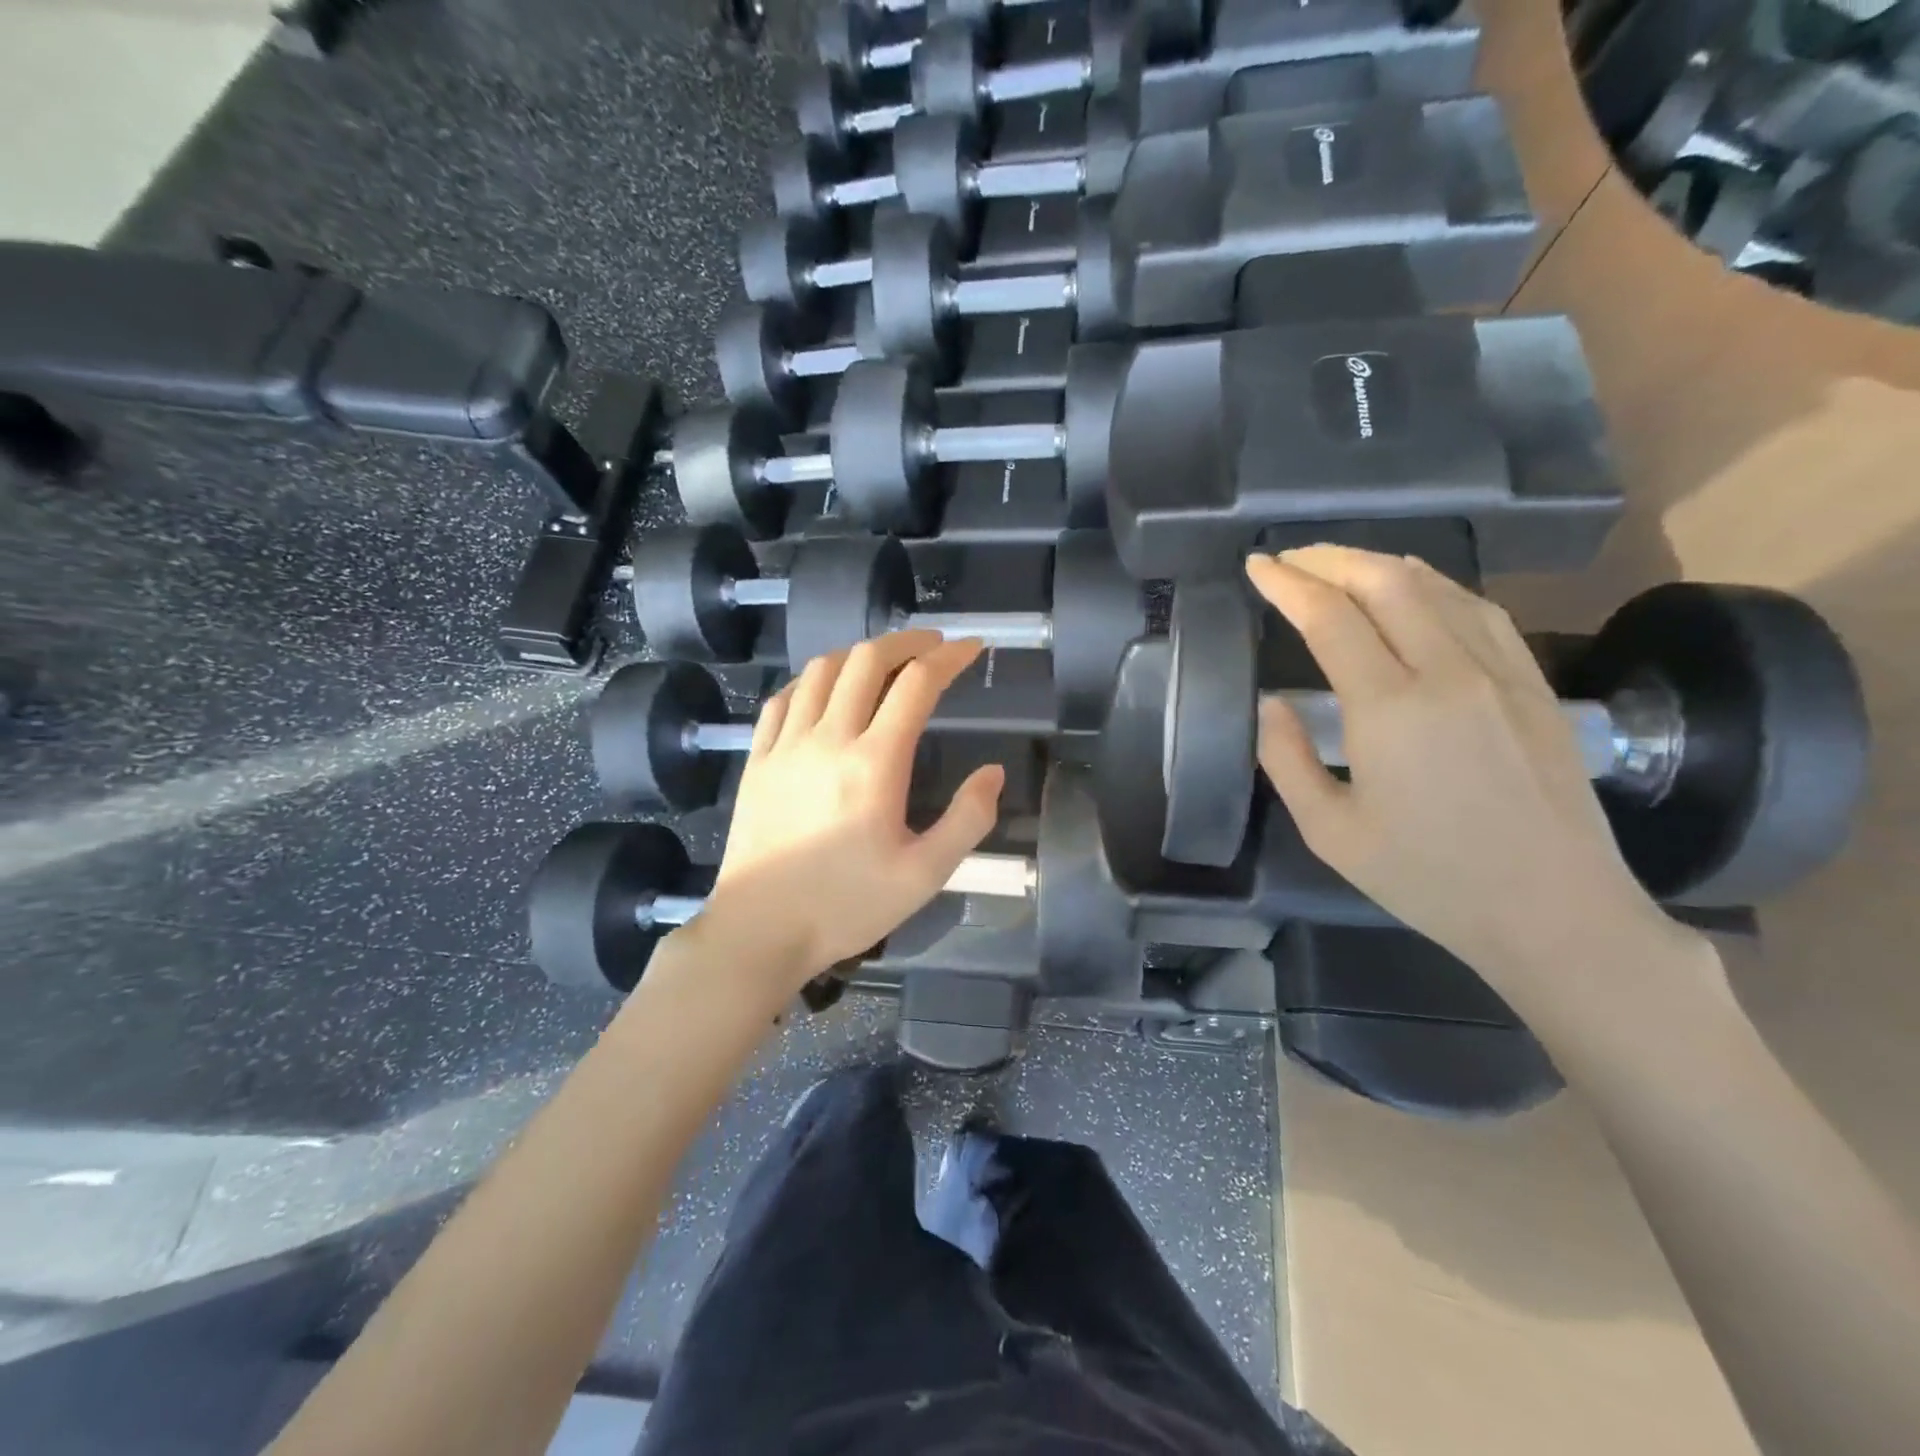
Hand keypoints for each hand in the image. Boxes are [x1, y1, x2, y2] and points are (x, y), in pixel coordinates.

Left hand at [703, 631, 1004, 990]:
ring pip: (821, 670)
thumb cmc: (847, 905)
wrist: (760, 930)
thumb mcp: (925, 875)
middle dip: (906, 641)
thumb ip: (967, 820)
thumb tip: (993, 773)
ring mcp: (785, 745)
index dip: (950, 657)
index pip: (917, 685)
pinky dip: (810, 681)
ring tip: (883, 664)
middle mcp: (828, 738)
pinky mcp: (756, 759)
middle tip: (932, 645)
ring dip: (858, 654)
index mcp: (875, 763)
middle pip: (866, 660)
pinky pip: (782, 699)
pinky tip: (823, 692)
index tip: (973, 648)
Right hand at [1247, 547, 1675, 994]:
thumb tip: (1269, 702)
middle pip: (1385, 583)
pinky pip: (1478, 609)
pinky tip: (1413, 589)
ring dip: (1378, 565)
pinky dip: (1432, 585)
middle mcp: (1448, 672)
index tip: (1256, 566)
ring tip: (1338, 566)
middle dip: (1328, 560)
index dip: (1288, 584)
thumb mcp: (1330, 832)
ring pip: (1435, 586)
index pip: (1330, 618)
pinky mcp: (1533, 683)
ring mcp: (1500, 672)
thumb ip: (1287, 759)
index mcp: (1390, 709)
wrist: (1554, 911)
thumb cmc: (1428, 879)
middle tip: (1289, 559)